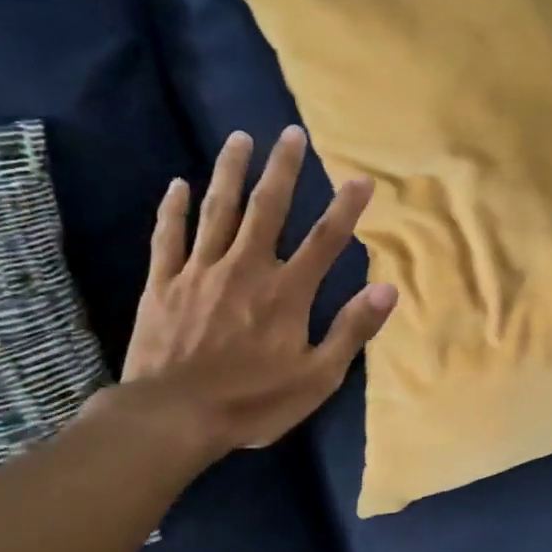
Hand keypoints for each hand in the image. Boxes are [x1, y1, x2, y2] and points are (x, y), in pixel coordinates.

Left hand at [114, 125, 396, 460]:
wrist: (173, 418)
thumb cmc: (253, 402)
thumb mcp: (317, 377)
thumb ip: (351, 330)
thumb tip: (387, 289)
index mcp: (286, 292)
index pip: (325, 240)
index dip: (346, 208)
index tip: (362, 179)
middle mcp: (245, 268)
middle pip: (268, 209)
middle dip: (283, 169)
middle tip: (291, 133)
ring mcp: (200, 272)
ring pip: (218, 211)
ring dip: (230, 172)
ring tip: (239, 138)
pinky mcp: (164, 284)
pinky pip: (169, 237)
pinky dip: (173, 209)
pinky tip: (177, 184)